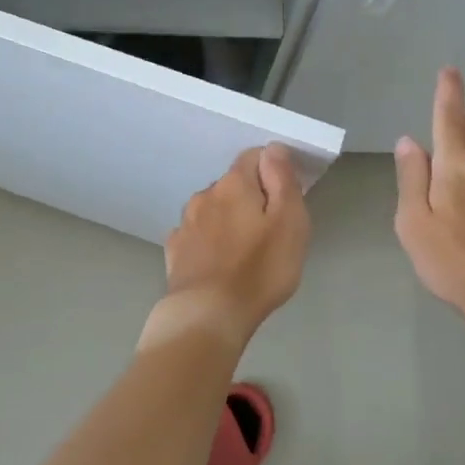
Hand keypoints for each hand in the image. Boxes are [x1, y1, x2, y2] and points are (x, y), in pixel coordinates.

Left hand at [149, 145, 310, 351]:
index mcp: (234, 183)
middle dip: (250, 199)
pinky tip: (219, 264)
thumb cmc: (259, 269)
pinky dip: (210, 242)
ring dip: (228, 221)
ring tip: (244, 252)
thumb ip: (282, 180)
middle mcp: (205, 195)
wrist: (208, 315)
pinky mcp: (175, 251)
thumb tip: (273, 149)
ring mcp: (185, 223)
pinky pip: (198, 235)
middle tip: (270, 232)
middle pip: (233, 185)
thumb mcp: (289, 222)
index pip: (255, 157)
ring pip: (213, 210)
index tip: (287, 200)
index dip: (274, 172)